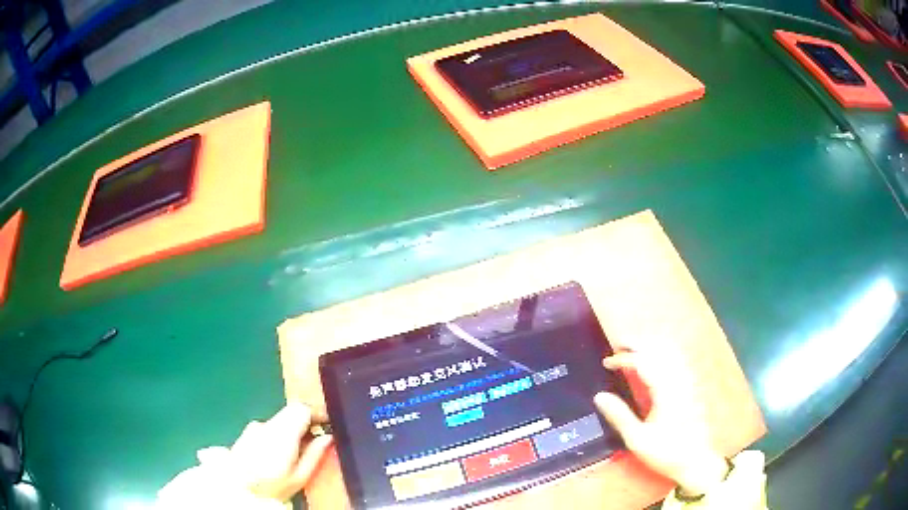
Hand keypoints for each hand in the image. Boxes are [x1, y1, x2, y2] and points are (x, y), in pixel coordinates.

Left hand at [227, 402, 332, 500]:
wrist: (238, 489)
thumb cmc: (272, 485)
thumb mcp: (300, 476)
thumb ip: (315, 454)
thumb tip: (328, 437)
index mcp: (283, 432)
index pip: (302, 409)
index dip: (317, 414)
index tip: (327, 426)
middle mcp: (267, 424)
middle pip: (290, 413)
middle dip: (305, 424)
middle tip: (314, 442)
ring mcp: (254, 428)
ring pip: (279, 421)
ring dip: (291, 430)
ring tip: (296, 453)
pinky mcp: (246, 433)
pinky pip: (268, 428)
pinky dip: (277, 435)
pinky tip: (277, 455)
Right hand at [594, 352, 727, 496]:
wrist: (695, 460)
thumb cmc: (666, 452)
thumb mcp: (637, 439)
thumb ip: (619, 416)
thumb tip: (599, 396)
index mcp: (665, 390)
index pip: (643, 362)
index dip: (623, 359)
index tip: (606, 363)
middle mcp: (678, 380)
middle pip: (658, 351)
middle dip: (637, 345)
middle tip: (617, 347)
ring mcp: (686, 382)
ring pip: (669, 353)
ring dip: (650, 348)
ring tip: (632, 351)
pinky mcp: (690, 387)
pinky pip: (676, 361)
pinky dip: (661, 355)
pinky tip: (654, 362)